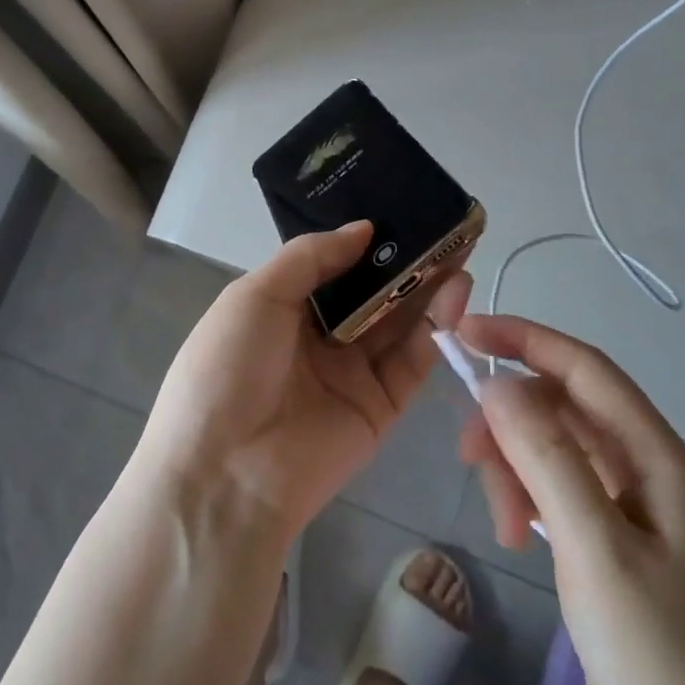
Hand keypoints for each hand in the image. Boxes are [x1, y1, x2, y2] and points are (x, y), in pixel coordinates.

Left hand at [137, 222, 471, 538]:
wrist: (226, 473)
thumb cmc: (228, 368)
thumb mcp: (255, 296)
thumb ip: (310, 257)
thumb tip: (363, 228)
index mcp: (282, 310)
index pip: (332, 268)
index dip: (365, 242)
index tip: (400, 211)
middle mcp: (320, 339)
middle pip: (371, 294)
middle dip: (404, 263)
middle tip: (444, 228)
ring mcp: (352, 374)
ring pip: (398, 324)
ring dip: (427, 289)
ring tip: (458, 252)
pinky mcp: (380, 408)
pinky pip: (412, 362)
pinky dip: (435, 329)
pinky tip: (453, 294)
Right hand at [456, 315, 684, 684]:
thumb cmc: (657, 659)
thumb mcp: (594, 548)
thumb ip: (546, 456)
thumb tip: (497, 383)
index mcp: (660, 458)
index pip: (585, 367)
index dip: (523, 339)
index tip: (463, 333)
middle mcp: (649, 470)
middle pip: (564, 407)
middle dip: (510, 420)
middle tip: (467, 457)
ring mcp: (633, 508)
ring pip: (555, 448)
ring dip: (515, 467)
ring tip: (500, 523)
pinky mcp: (615, 542)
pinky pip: (559, 489)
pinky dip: (528, 498)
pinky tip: (515, 534)